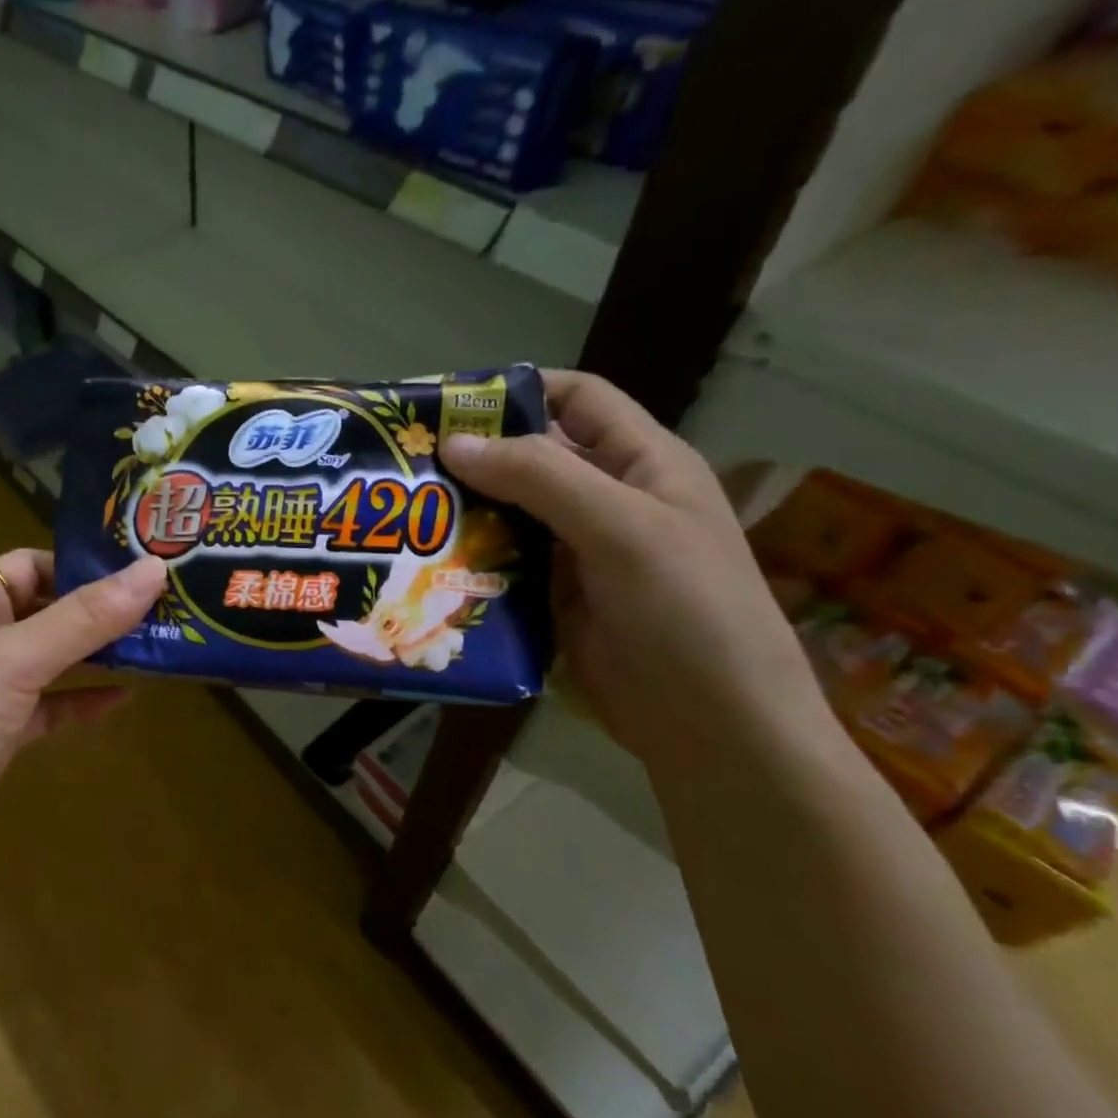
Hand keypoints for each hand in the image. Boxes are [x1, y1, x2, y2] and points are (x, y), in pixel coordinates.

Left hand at [0, 551, 166, 895]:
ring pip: (50, 659)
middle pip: (45, 610)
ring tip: (155, 647)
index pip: (28, 564)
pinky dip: (81, 700)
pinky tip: (123, 700)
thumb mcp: (16, 660)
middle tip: (163, 608)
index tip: (139, 571)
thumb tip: (153, 569)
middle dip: (98, 609)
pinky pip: (48, 706)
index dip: (79, 564)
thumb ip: (85, 618)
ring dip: (96, 654)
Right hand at [441, 371, 830, 778]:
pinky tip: (426, 563)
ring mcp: (578, 551)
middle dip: (473, 456)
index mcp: (641, 462)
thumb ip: (541, 479)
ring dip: (463, 510)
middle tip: (403, 463)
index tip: (446, 404)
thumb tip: (454, 442)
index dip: (518, 390)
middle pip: (531, 457)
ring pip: (509, 512)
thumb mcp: (622, 530)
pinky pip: (503, 562)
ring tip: (403, 512)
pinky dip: (468, 558)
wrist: (715, 727)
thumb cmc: (687, 613)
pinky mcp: (554, 597)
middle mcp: (607, 498)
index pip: (577, 398)